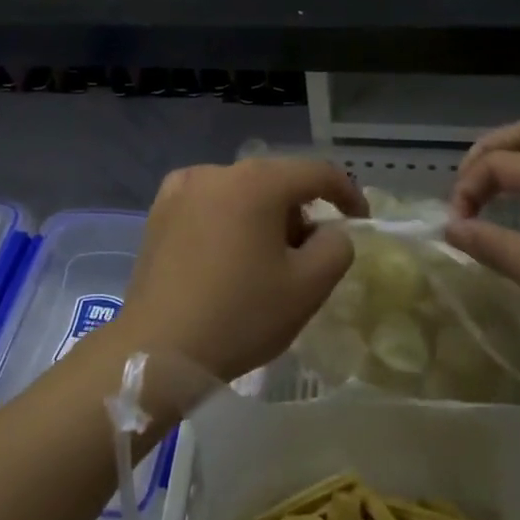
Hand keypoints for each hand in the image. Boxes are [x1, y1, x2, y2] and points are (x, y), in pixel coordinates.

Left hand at [115, 158, 366, 382]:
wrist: (158, 348)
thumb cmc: (240, 315)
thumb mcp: (308, 287)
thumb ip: (336, 247)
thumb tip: (330, 230)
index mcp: (257, 182)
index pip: (316, 172)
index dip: (346, 193)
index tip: (361, 220)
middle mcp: (217, 171)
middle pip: (276, 181)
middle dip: (300, 211)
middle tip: (309, 256)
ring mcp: (182, 188)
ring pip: (241, 192)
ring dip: (263, 216)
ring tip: (264, 263)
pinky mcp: (159, 210)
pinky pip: (209, 204)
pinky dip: (229, 220)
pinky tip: (226, 258)